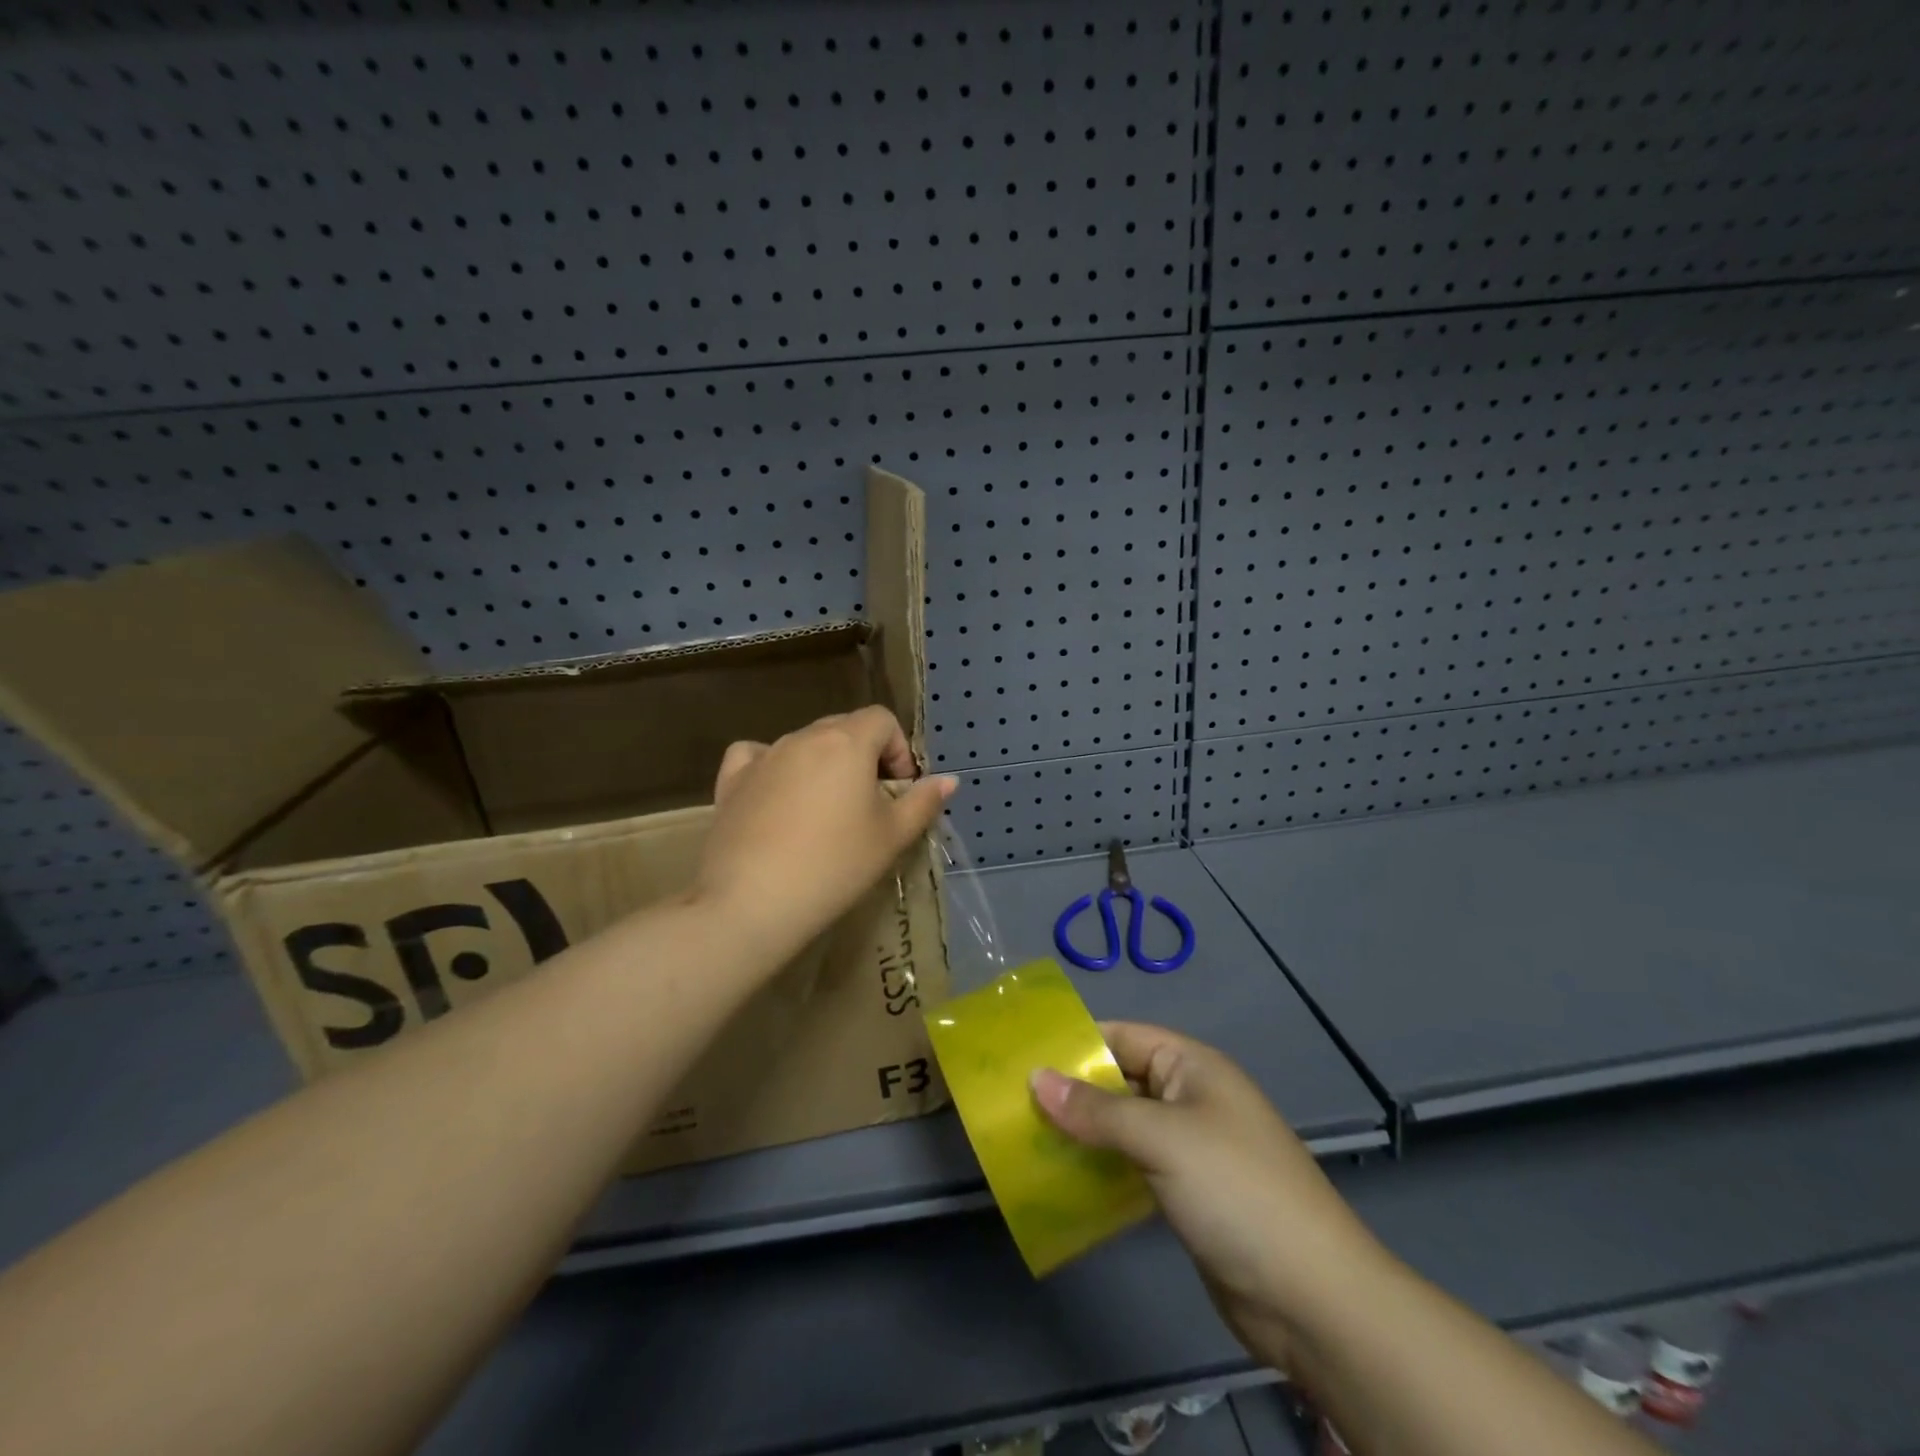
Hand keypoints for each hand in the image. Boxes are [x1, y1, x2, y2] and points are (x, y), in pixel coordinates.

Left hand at [694, 706, 957, 962]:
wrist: (753, 901)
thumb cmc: (835, 866)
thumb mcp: (891, 837)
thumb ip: (923, 802)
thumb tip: (948, 780)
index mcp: (846, 742)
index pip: (882, 719)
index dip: (898, 749)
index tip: (899, 790)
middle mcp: (803, 737)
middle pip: (843, 728)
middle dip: (864, 756)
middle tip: (870, 804)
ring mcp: (763, 756)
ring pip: (804, 743)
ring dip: (824, 764)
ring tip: (826, 812)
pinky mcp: (732, 780)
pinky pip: (756, 756)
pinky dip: (772, 766)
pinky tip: (776, 793)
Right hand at [1031, 1023, 1384, 1364]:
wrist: (1312, 1298)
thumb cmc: (1236, 1191)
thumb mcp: (1162, 1138)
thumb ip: (1096, 1110)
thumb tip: (1035, 1078)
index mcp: (1192, 1066)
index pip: (1122, 1037)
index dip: (1075, 1044)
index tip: (1022, 1055)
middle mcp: (1189, 1097)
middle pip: (1119, 1081)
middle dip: (1071, 1090)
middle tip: (1012, 1101)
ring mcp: (1189, 1148)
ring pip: (1122, 1126)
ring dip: (1081, 1132)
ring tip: (1025, 1138)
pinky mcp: (1186, 1193)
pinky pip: (1131, 1165)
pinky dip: (1100, 1167)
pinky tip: (1062, 1178)